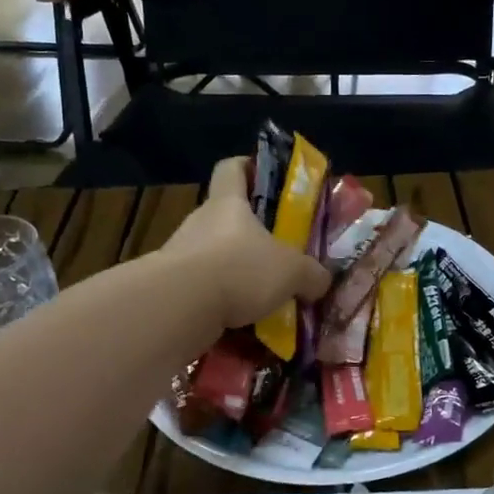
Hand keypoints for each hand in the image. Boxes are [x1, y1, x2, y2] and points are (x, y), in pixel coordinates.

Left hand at [161, 157, 331, 330]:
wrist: (180, 307)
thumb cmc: (240, 268)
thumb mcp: (292, 271)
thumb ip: (311, 275)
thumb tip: (320, 281)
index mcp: (228, 204)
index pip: (232, 169)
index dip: (248, 167)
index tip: (265, 177)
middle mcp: (201, 223)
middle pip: (226, 219)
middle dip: (251, 237)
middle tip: (279, 256)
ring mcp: (181, 256)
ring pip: (216, 259)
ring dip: (237, 276)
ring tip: (265, 300)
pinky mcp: (172, 289)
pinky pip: (205, 293)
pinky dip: (223, 306)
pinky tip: (244, 326)